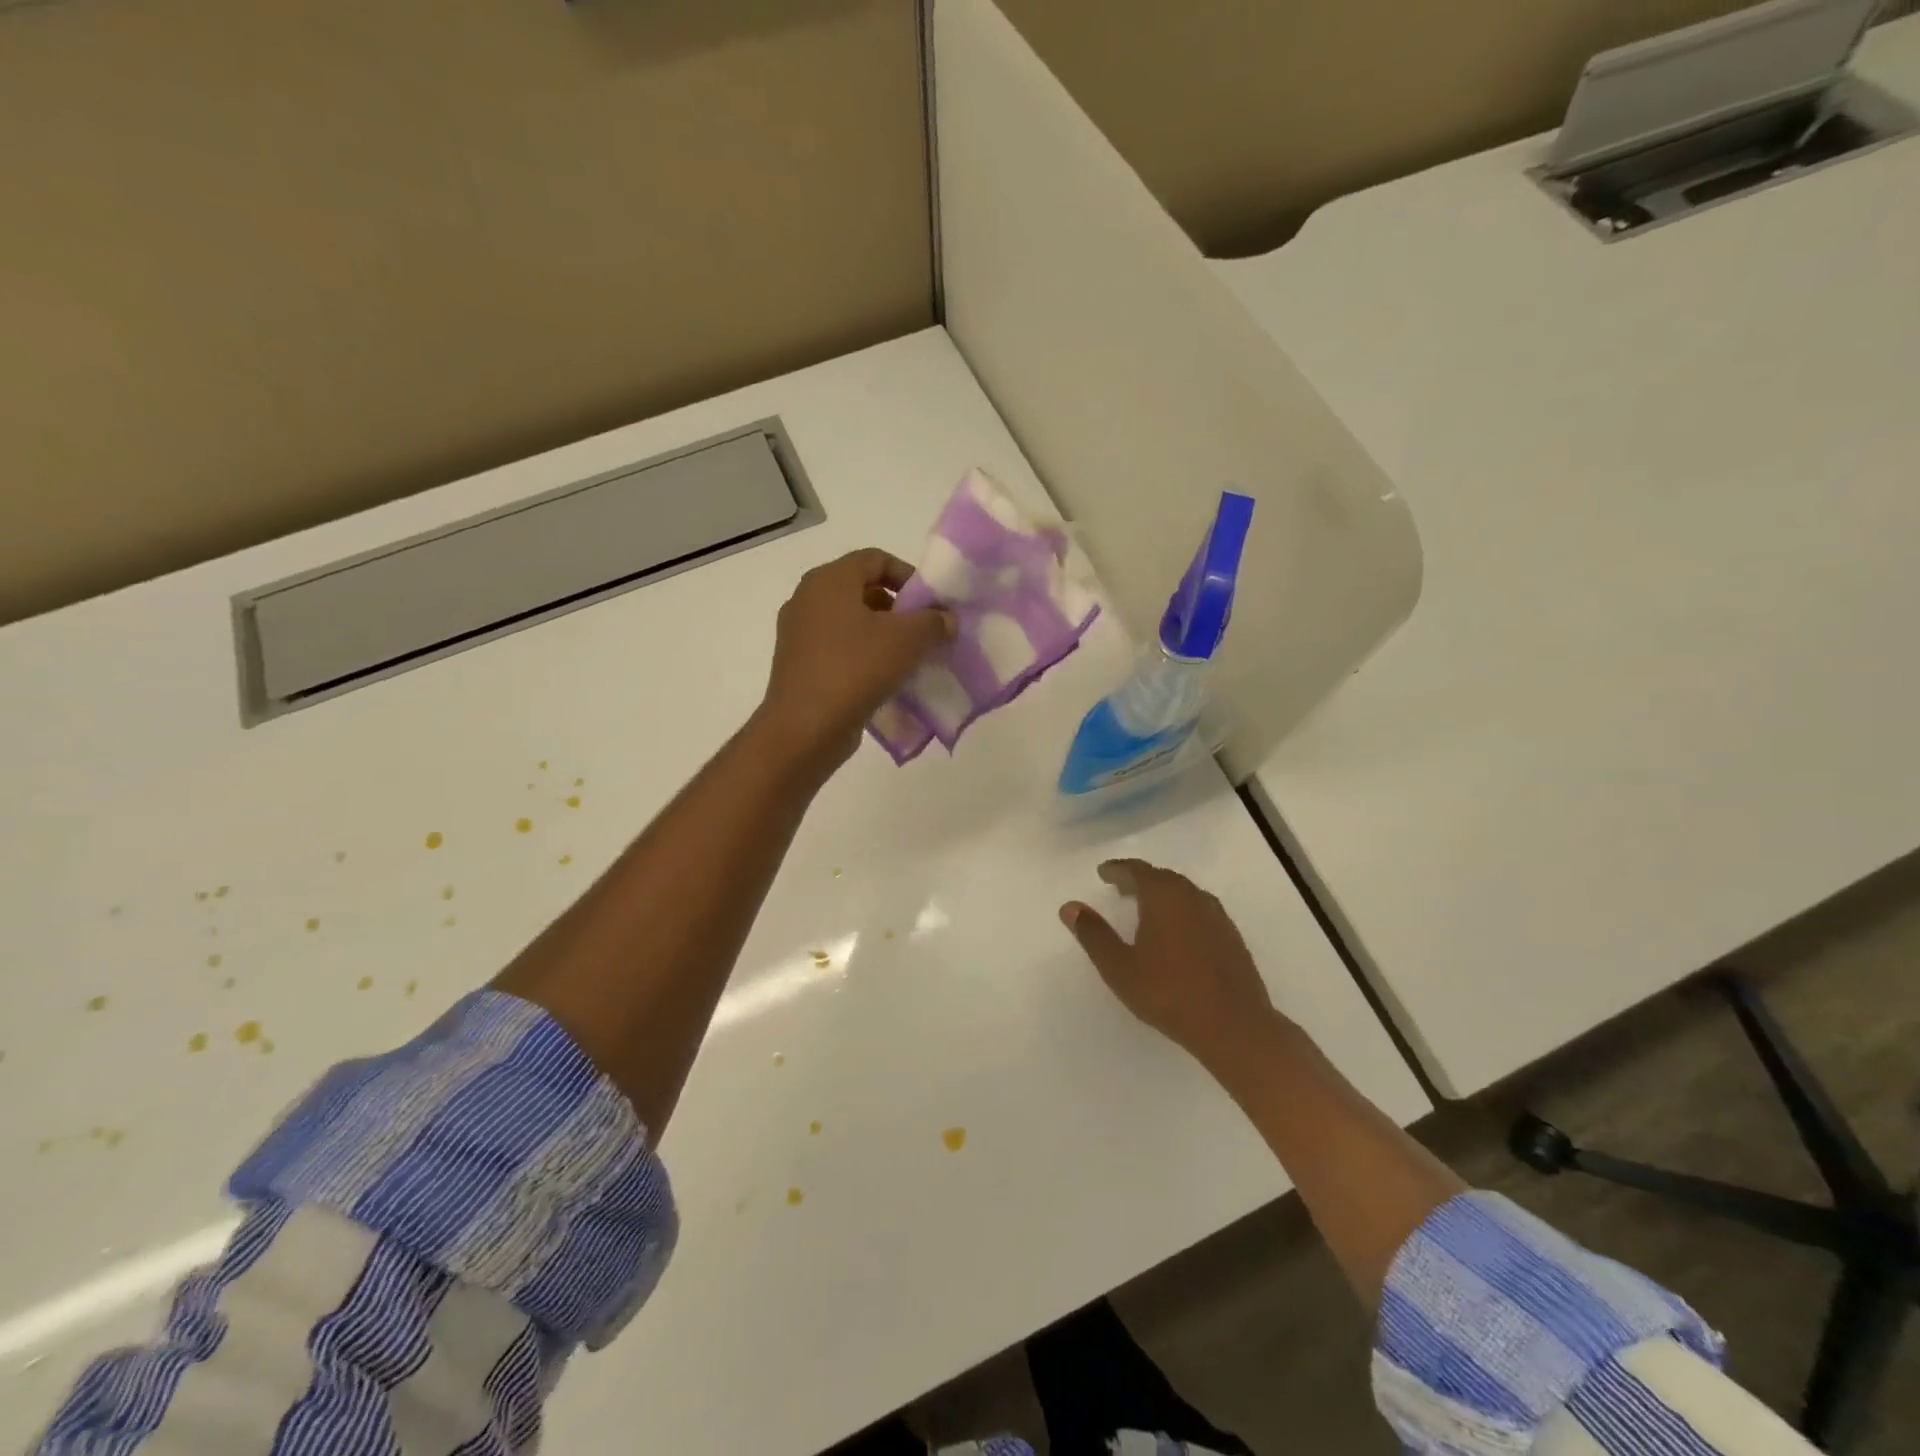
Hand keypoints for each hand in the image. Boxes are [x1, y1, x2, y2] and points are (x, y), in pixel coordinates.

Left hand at [757, 548, 955, 771]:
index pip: (875, 558)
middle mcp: (807, 599)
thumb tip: (946, 619)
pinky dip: (862, 655)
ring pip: (849, 621)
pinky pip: (837, 648)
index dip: (908, 575)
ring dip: (881, 634)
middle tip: (923, 631)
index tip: (930, 604)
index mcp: (829, 580)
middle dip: (897, 608)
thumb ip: (933, 622)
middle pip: (861, 589)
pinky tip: (883, 679)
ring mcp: (798, 633)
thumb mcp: (907, 640)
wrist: (805, 727)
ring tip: (908, 658)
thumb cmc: (856, 669)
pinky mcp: (798, 665)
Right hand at [1060, 859, 1278, 1064]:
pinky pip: (1198, 910)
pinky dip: (1181, 911)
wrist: (1234, 1026)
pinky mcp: (1231, 936)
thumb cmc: (1169, 993)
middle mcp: (1192, 896)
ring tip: (1145, 909)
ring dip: (1161, 895)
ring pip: (1183, 893)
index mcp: (1163, 896)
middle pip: (1161, 877)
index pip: (1136, 870)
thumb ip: (1093, 934)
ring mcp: (1216, 915)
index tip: (1103, 873)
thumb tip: (1069, 906)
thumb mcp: (1119, 967)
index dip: (1117, 870)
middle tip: (1120, 888)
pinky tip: (1176, 933)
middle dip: (1139, 880)